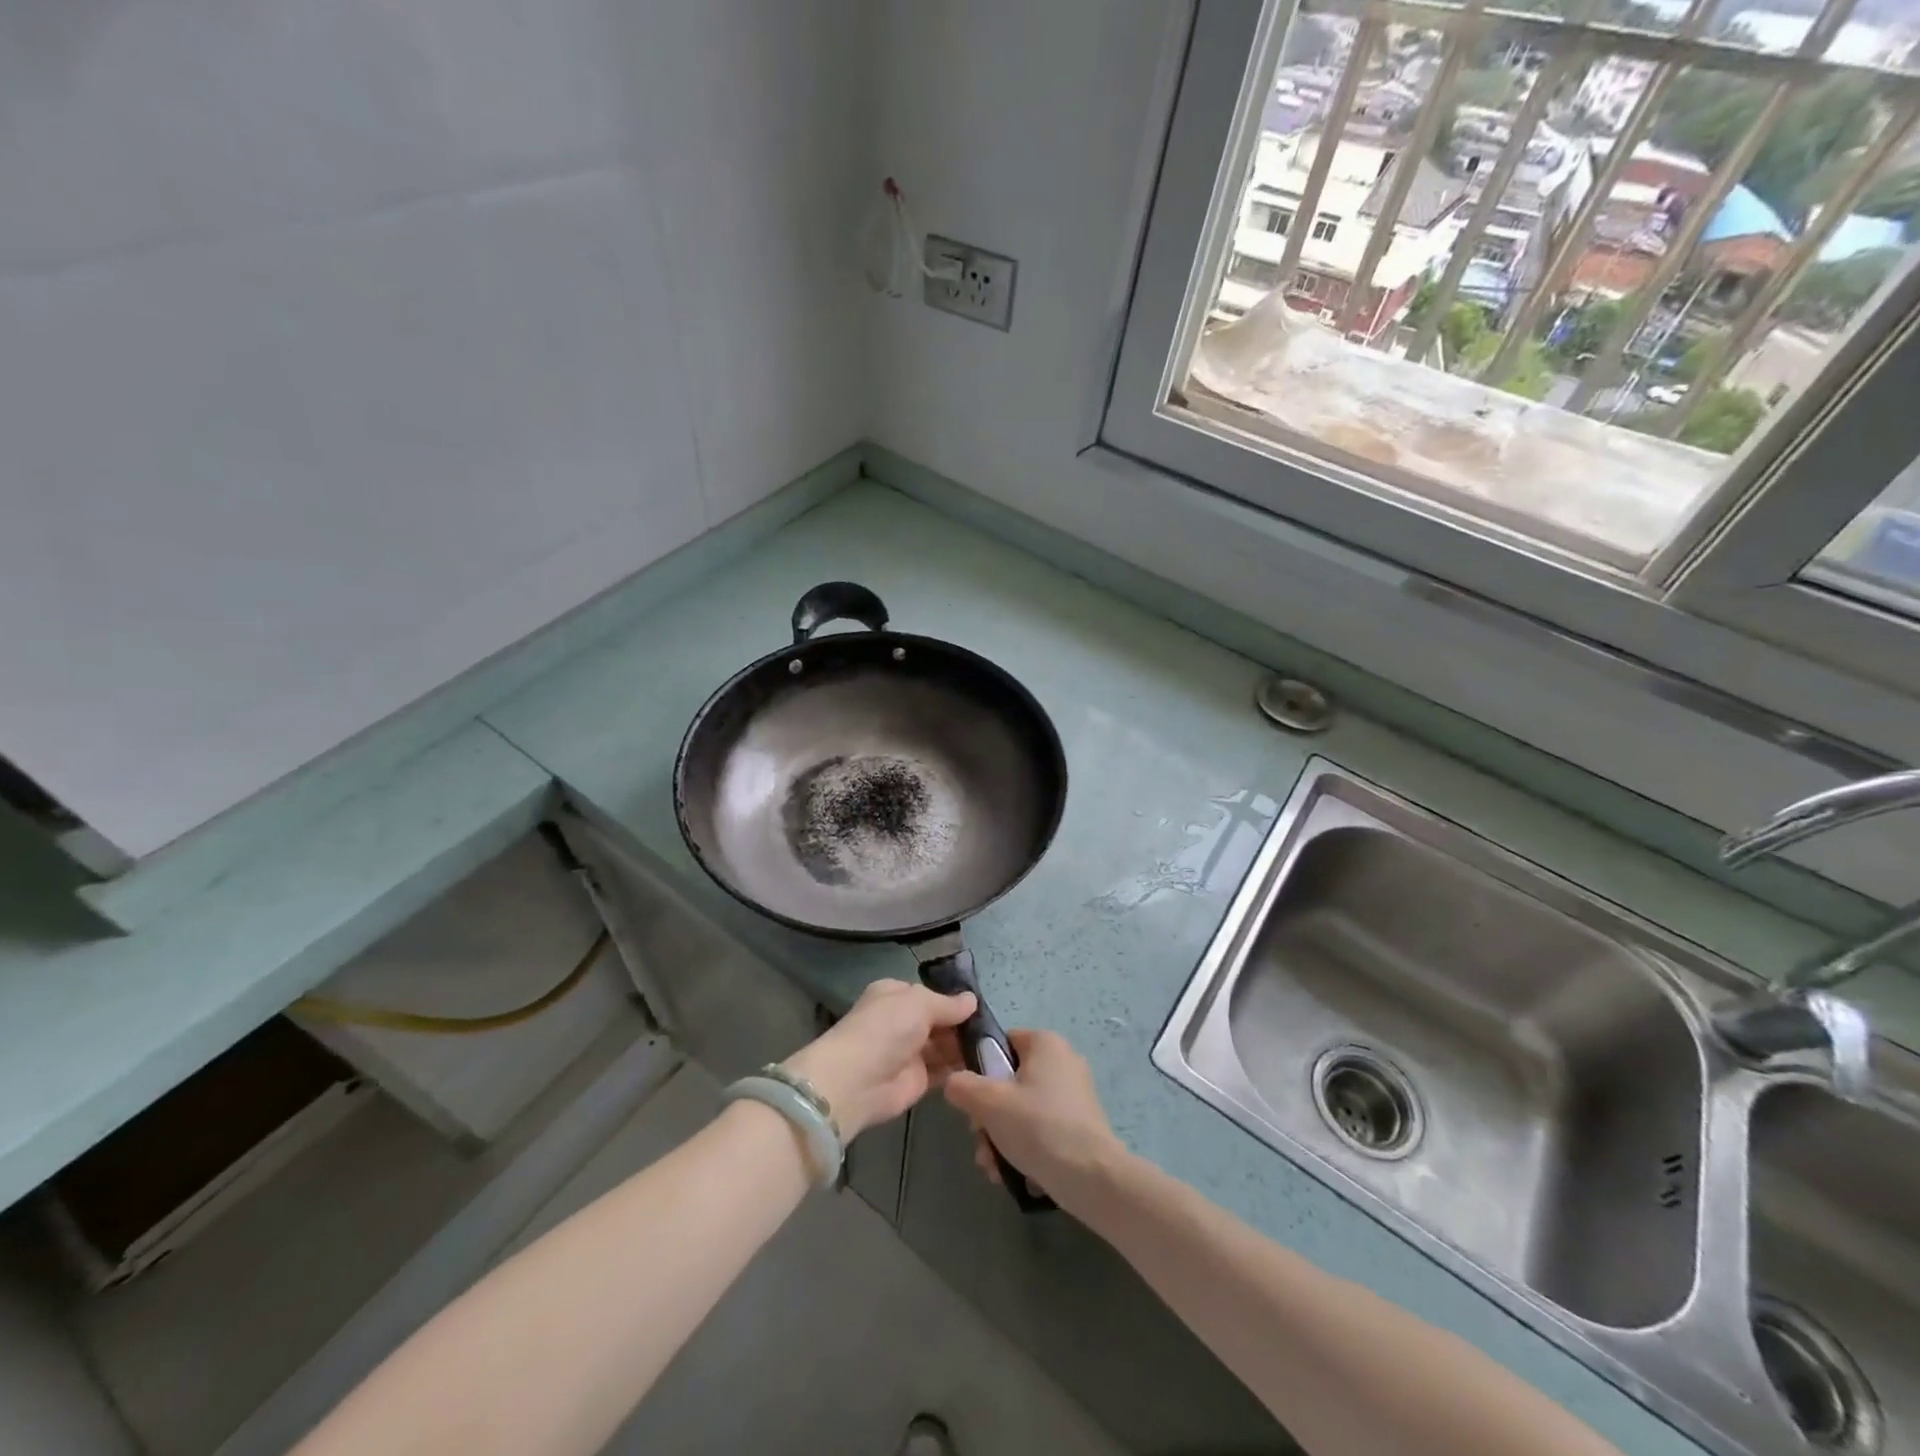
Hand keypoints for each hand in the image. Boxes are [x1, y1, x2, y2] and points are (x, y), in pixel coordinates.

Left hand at [783, 979, 975, 1138]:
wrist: (857, 1081)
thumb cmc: (886, 1028)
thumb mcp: (920, 1003)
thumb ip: (948, 1004)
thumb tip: (972, 1000)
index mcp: (895, 994)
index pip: (929, 993)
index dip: (952, 999)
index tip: (981, 1006)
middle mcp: (901, 1021)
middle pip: (939, 1020)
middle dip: (962, 1024)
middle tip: (994, 1029)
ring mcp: (909, 1051)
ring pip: (944, 1045)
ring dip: (964, 1046)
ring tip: (995, 1046)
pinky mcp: (917, 1080)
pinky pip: (944, 1070)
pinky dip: (960, 1067)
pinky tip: (984, 1065)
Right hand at [943, 1029, 1125, 1204]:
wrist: (1092, 1178)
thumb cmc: (1038, 1127)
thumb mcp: (989, 1103)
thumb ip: (962, 1086)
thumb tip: (953, 1082)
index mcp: (1045, 1043)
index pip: (1001, 1043)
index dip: (981, 1069)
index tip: (972, 1100)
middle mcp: (1063, 1061)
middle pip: (1009, 1082)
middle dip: (988, 1116)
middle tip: (981, 1140)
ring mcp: (1074, 1095)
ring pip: (1022, 1110)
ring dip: (1001, 1138)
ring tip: (994, 1167)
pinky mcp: (1080, 1125)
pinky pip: (1042, 1128)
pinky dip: (1025, 1148)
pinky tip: (1015, 1174)